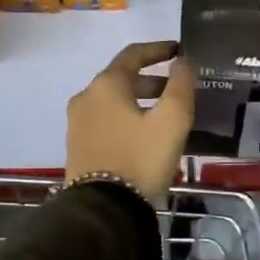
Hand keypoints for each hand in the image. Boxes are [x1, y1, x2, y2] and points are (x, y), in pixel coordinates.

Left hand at [65, 41, 196, 202]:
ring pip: (113, 101)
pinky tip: (143, 136)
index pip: (133, 54)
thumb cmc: (140, 158)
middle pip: (121, 78)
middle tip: (176, 90)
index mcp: (106, 85)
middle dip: (151, 80)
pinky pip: (105, 120)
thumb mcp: (171, 121)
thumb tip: (182, 62)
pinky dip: (125, 117)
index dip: (158, 50)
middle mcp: (86, 97)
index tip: (179, 51)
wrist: (103, 209)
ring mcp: (77, 122)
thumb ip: (180, 86)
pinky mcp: (77, 145)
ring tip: (164, 116)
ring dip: (138, 100)